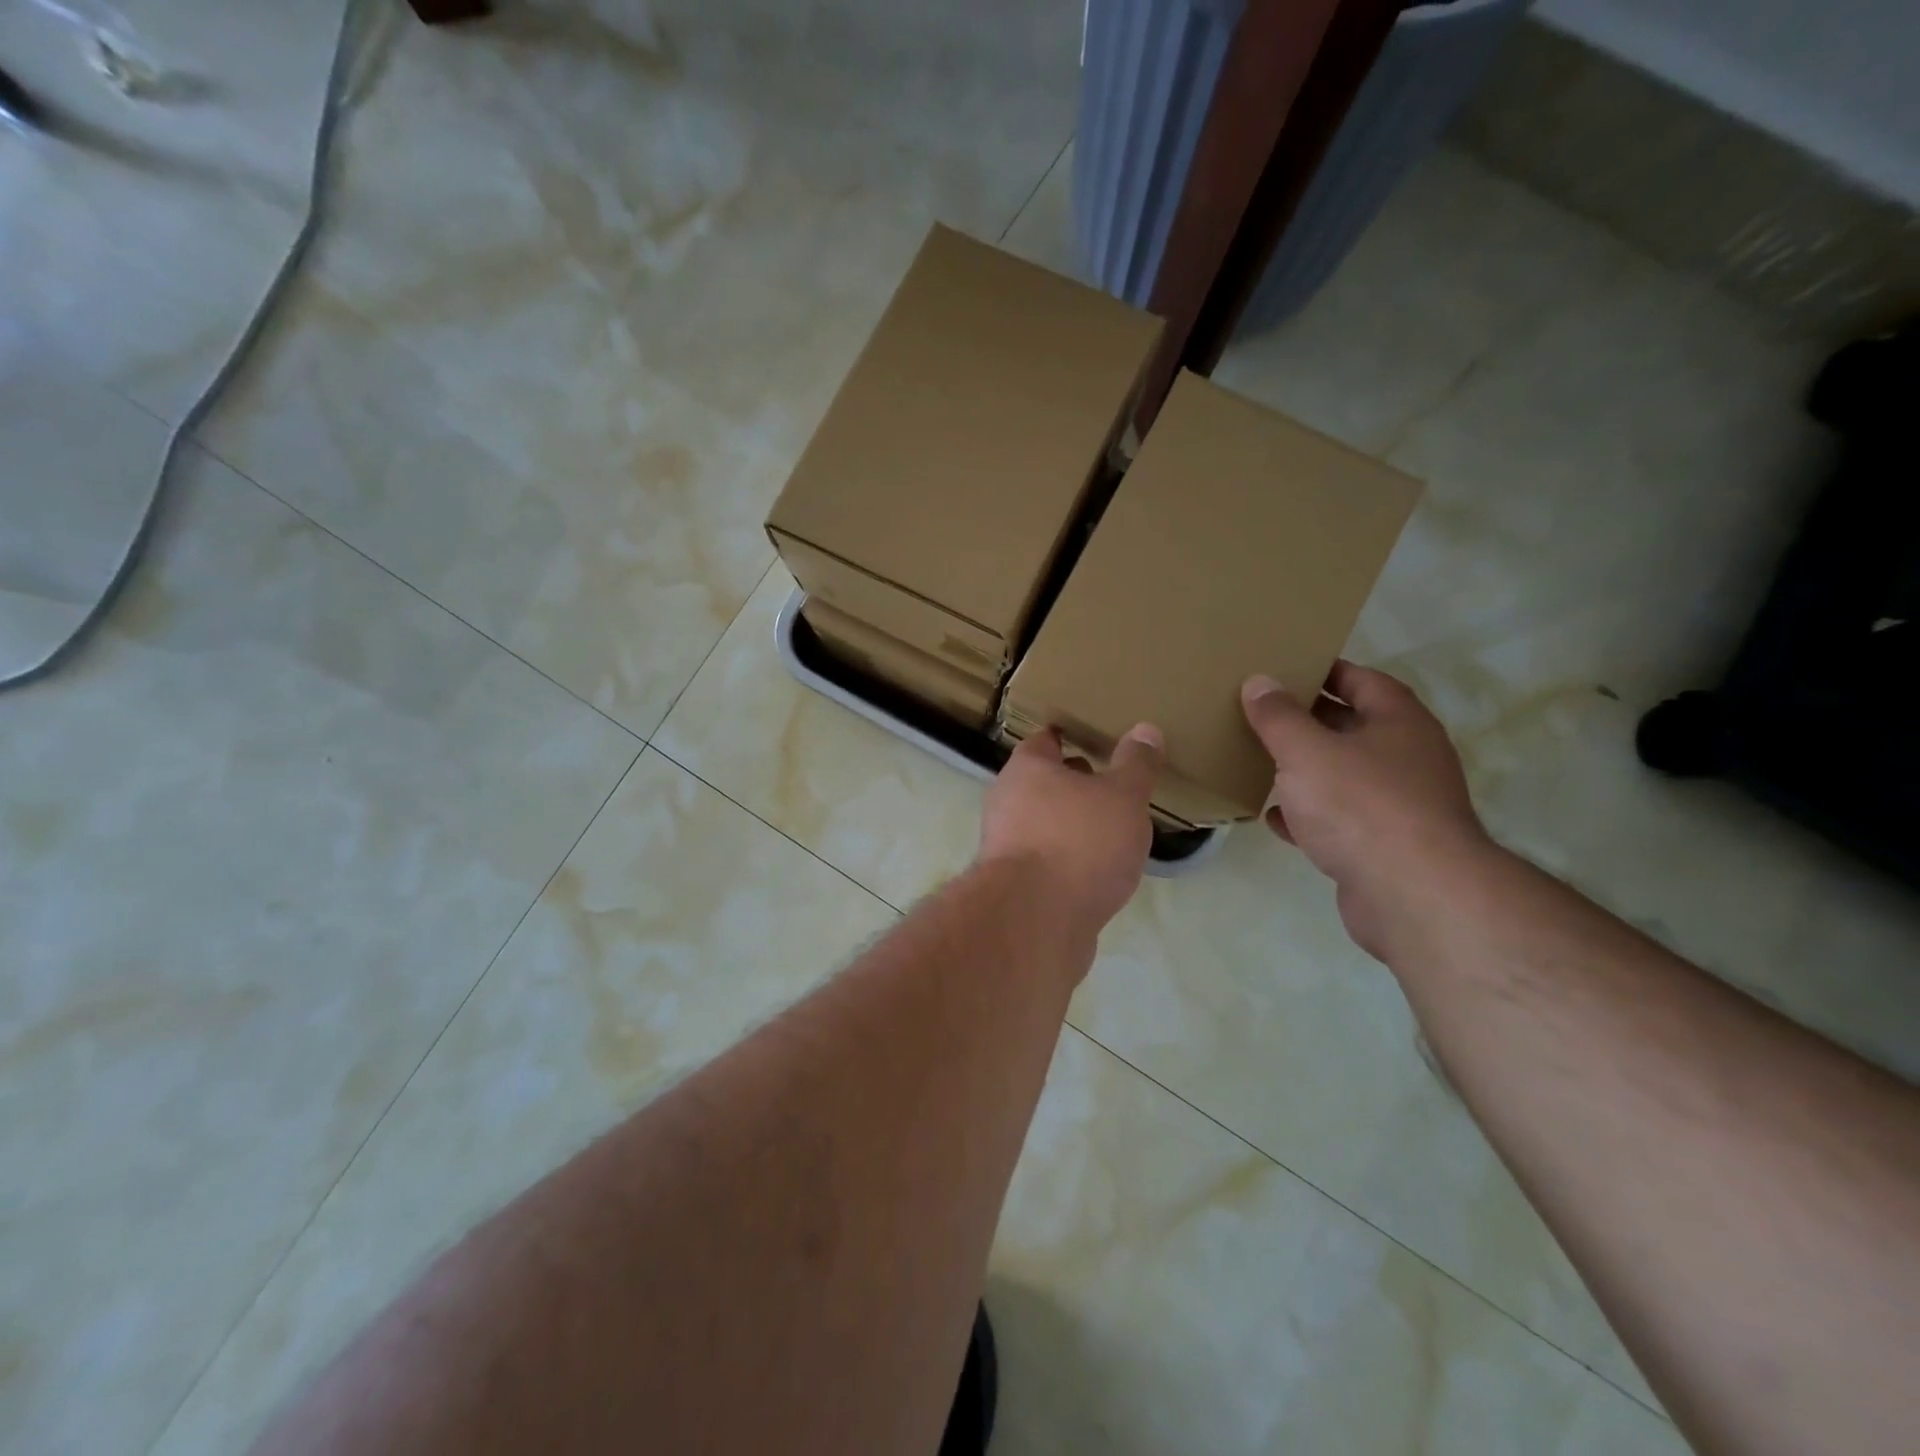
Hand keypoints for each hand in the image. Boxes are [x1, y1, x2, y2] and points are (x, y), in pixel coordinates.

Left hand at [978, 724, 1162, 933]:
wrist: (1035, 921)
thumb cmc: (1078, 842)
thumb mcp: (1122, 797)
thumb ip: (1136, 765)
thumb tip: (1146, 729)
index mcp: (1027, 769)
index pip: (1045, 740)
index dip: (1070, 737)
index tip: (1095, 739)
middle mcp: (1006, 801)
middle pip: (1041, 784)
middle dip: (1072, 785)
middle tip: (1111, 787)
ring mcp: (1004, 846)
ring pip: (1042, 825)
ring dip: (1070, 827)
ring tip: (1111, 832)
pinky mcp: (1012, 886)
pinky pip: (1045, 862)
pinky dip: (1067, 862)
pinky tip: (1096, 874)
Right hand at [1242, 664, 1491, 955]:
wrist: (1412, 894)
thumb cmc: (1359, 804)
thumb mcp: (1306, 750)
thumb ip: (1278, 716)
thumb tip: (1259, 682)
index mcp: (1399, 723)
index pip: (1364, 681)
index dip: (1326, 672)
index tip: (1286, 669)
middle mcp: (1406, 758)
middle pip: (1352, 728)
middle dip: (1309, 721)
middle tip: (1261, 713)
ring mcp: (1398, 805)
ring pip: (1344, 776)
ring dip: (1306, 770)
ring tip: (1262, 761)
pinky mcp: (1383, 847)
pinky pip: (1338, 820)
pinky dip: (1308, 816)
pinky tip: (1274, 817)